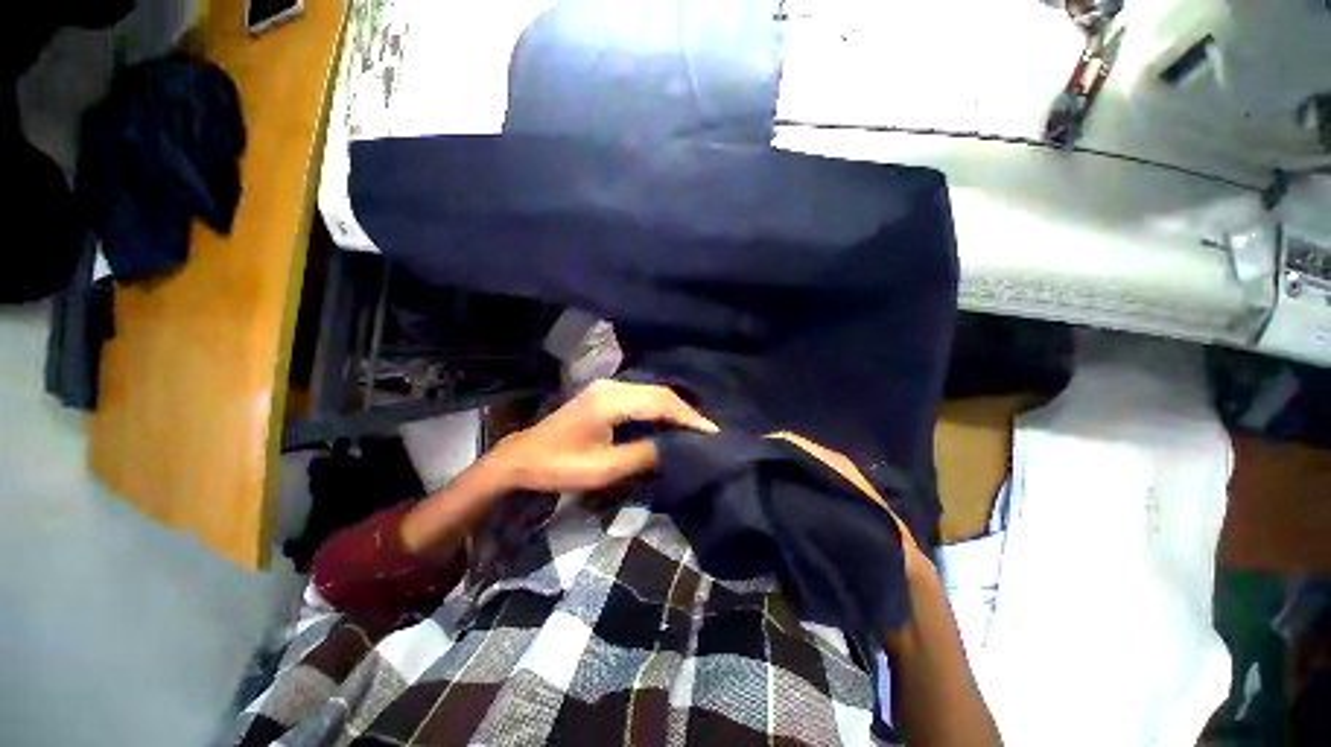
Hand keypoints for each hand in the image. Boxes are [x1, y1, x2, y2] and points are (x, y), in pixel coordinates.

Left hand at [488, 380, 718, 493]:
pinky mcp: (605, 393)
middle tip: (708, 433)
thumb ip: (642, 455)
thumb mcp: (603, 469)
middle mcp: (612, 386)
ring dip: (674, 409)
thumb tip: (675, 448)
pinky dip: (660, 408)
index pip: (661, 403)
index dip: (689, 417)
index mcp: (611, 401)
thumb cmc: (559, 466)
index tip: (712, 433)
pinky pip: (642, 396)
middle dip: (686, 412)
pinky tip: (669, 421)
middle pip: (660, 393)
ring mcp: (607, 387)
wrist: (522, 457)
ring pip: (652, 392)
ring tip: (694, 428)